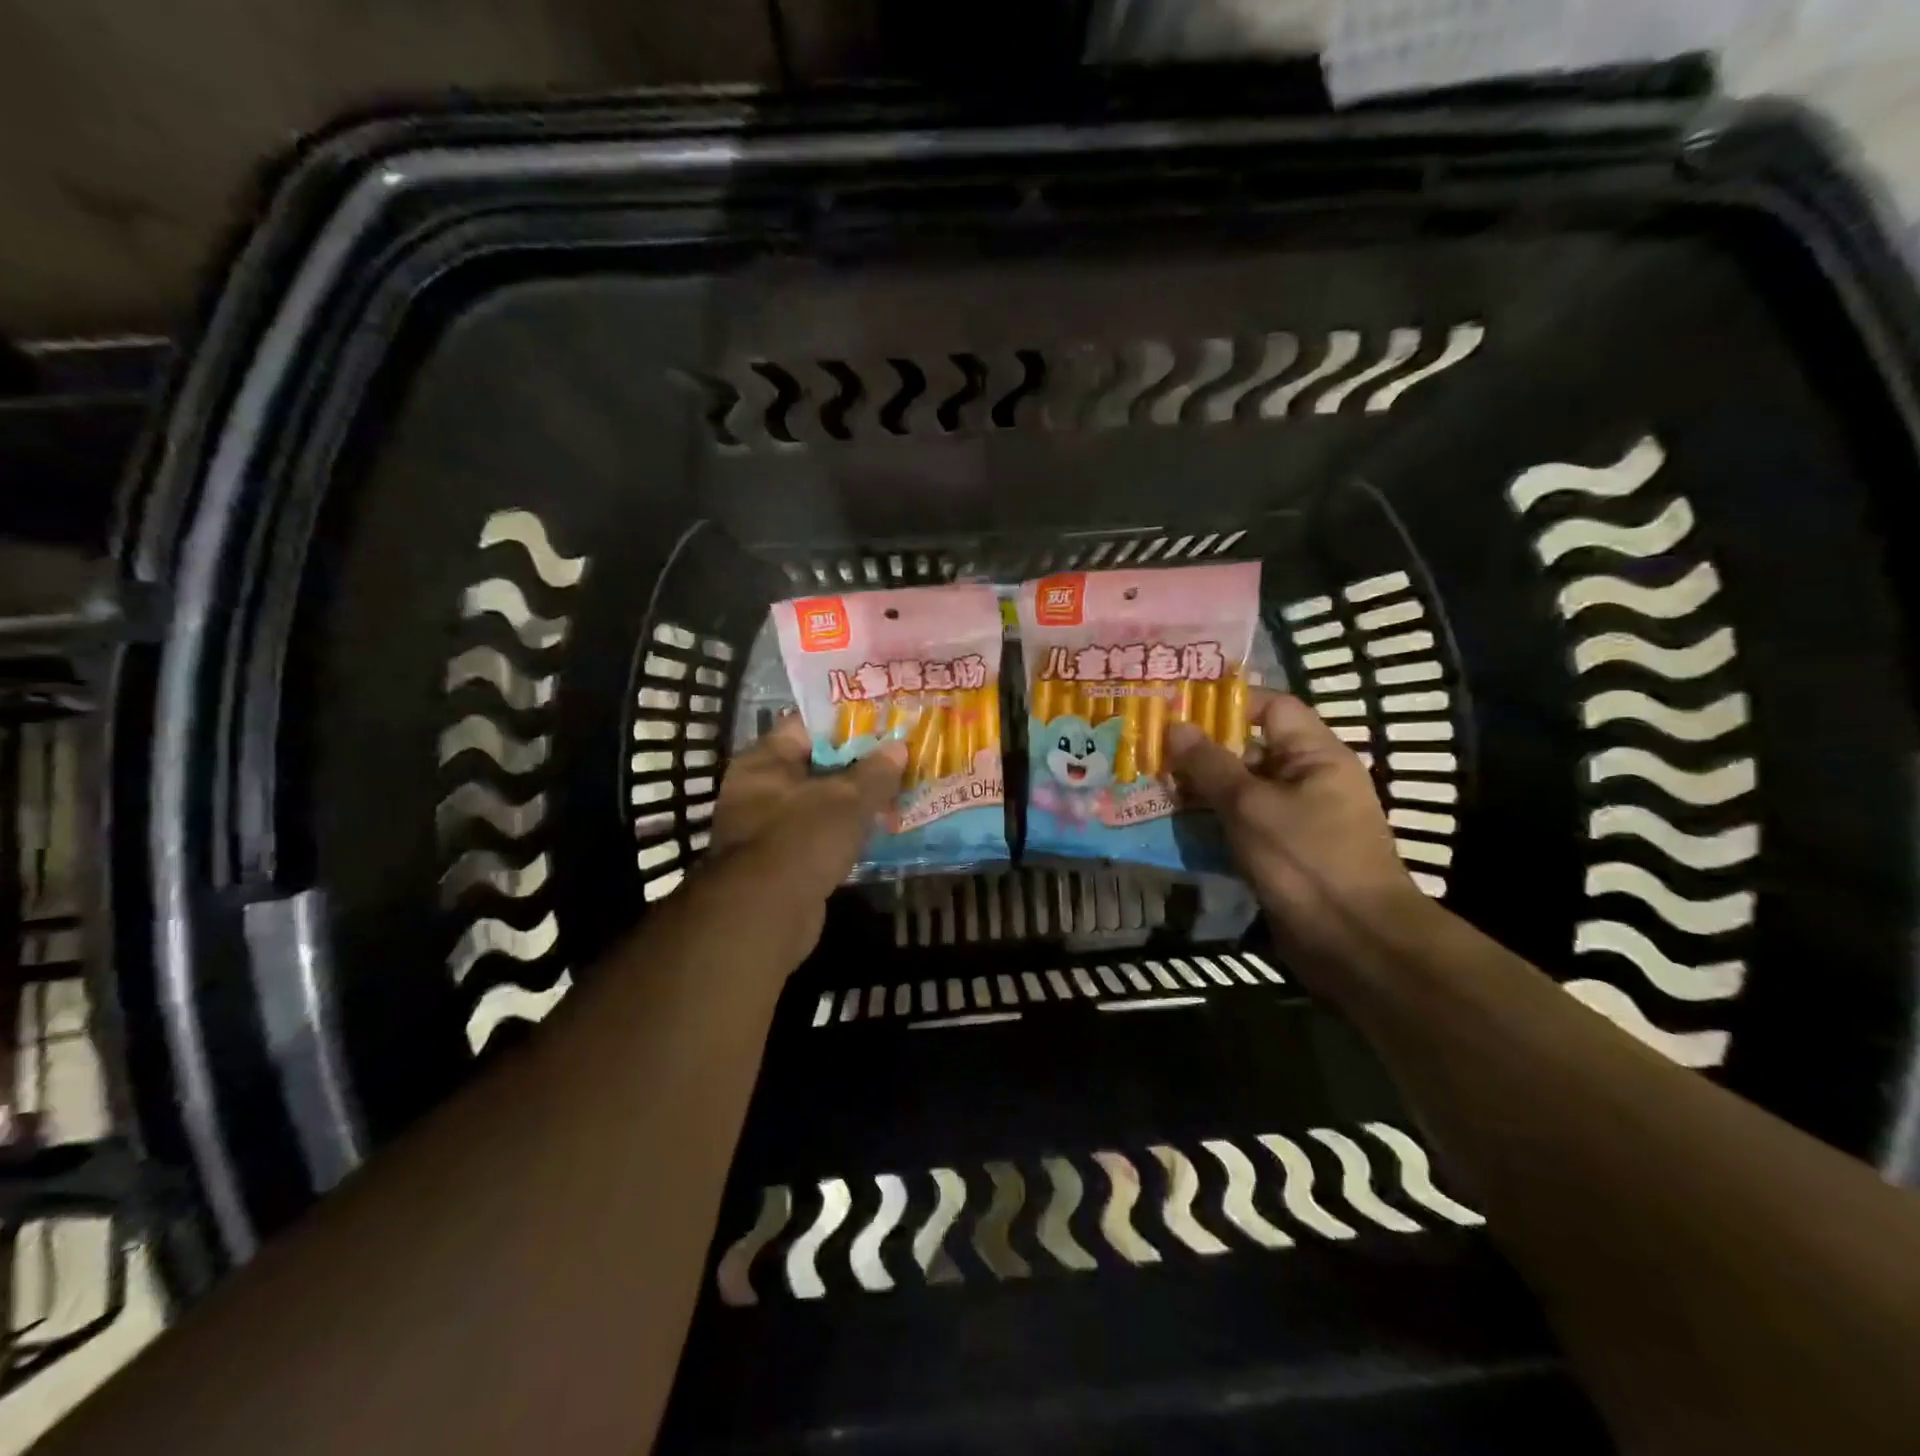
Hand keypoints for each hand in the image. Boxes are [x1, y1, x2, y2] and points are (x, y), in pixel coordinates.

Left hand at [710, 714, 906, 914]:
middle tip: (895, 760)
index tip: (881, 724)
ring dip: (850, 803)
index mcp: (763, 762)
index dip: (844, 724)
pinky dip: (842, 833)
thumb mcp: (847, 800)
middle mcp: (756, 790)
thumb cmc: (802, 839)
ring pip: (816, 803)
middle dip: (854, 765)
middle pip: (813, 766)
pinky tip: (874, 832)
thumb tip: (898, 747)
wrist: (766, 914)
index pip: (805, 727)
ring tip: (893, 794)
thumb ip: (875, 772)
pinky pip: (816, 835)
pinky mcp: (778, 862)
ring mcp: (764, 828)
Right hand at [1168, 693, 1426, 982]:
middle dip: (1200, 750)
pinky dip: (1209, 823)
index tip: (1177, 707)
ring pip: (1239, 791)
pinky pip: (1240, 825)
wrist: (1354, 943)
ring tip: (1149, 784)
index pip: (1271, 708)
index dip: (1226, 704)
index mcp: (1315, 755)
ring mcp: (1294, 819)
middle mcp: (1307, 780)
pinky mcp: (1280, 853)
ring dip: (1199, 790)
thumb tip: (1174, 726)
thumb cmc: (1307, 860)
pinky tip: (1170, 825)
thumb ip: (1209, 765)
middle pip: (1249, 750)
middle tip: (1149, 748)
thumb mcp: (1250, 805)